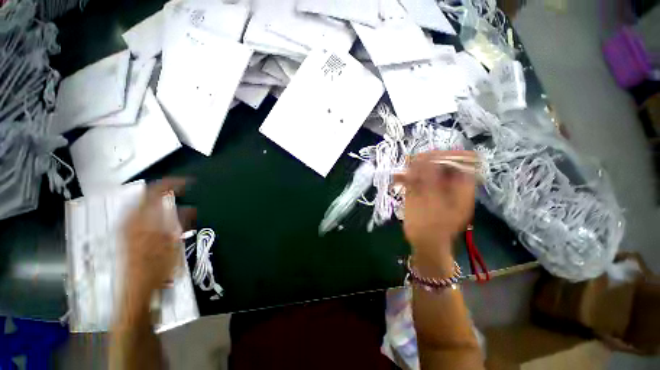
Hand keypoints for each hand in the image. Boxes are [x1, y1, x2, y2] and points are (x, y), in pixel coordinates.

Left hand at [123, 178, 195, 299]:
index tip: (187, 183)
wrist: (136, 286)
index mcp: (145, 220)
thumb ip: (181, 222)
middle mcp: (132, 219)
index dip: (172, 184)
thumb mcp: (174, 243)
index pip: (156, 192)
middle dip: (163, 189)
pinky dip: (149, 207)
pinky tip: (157, 213)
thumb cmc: (158, 266)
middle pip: (146, 194)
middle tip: (178, 190)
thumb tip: (190, 208)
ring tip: (170, 199)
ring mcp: (126, 225)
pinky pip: (136, 211)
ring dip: (156, 198)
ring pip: (140, 202)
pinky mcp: (125, 232)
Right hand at [394, 151, 476, 270]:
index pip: (462, 160)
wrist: (425, 244)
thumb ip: (428, 179)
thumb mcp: (433, 202)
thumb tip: (424, 158)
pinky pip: (415, 178)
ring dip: (413, 168)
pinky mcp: (423, 191)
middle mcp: (450, 183)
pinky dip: (406, 177)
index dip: (448, 156)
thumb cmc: (433, 227)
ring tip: (402, 171)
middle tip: (412, 162)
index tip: (430, 157)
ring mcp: (435, 187)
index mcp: (462, 186)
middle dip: (426, 160)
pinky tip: (397, 178)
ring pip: (426, 169)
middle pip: (442, 162)